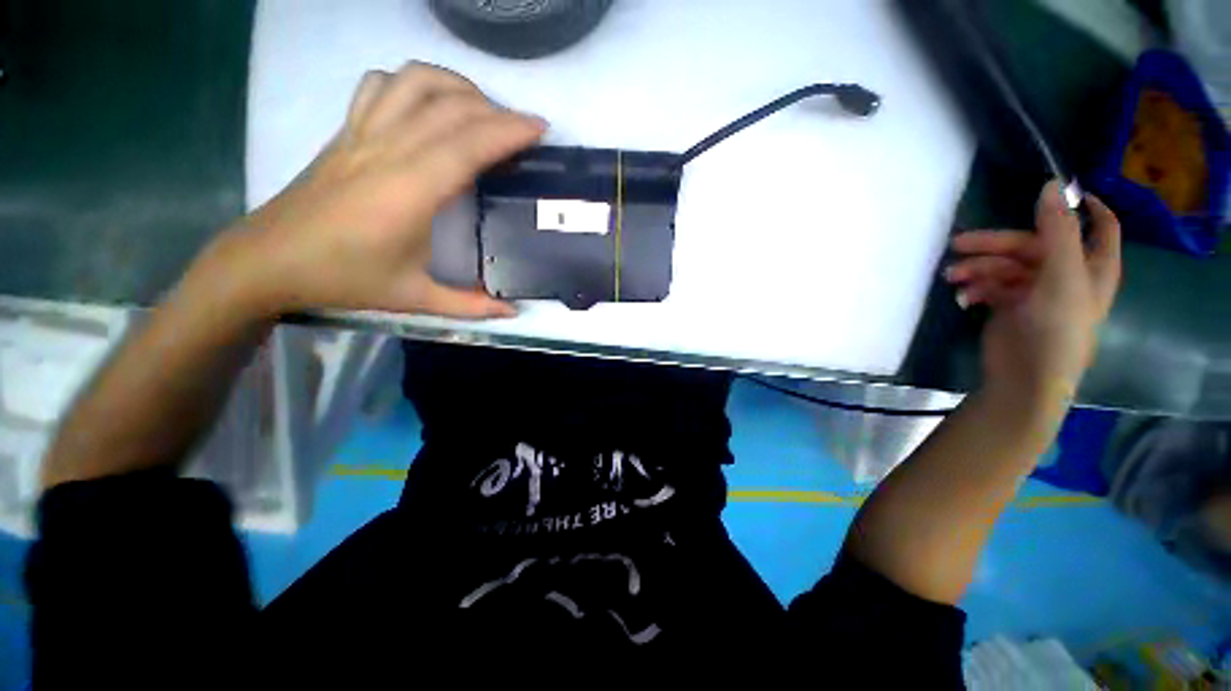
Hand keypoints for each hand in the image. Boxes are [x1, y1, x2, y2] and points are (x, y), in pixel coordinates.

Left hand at [223, 62, 544, 318]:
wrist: (269, 260)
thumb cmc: (344, 279)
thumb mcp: (415, 299)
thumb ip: (470, 307)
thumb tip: (513, 312)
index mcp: (410, 192)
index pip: (468, 145)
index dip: (508, 131)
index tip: (540, 128)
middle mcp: (388, 151)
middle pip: (450, 107)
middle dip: (497, 110)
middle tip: (524, 127)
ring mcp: (363, 133)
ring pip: (415, 82)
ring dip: (457, 86)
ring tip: (483, 109)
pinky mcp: (347, 131)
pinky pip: (381, 85)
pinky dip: (413, 83)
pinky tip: (429, 104)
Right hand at [945, 180, 1120, 398]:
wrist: (1025, 377)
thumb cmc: (1055, 327)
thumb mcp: (1061, 275)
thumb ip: (1057, 230)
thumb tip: (1052, 185)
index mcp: (1091, 265)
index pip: (1100, 226)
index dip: (1084, 206)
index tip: (1055, 190)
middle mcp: (1066, 275)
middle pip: (1032, 245)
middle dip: (995, 245)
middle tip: (958, 245)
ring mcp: (1036, 292)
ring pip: (1005, 267)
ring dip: (977, 269)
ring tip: (952, 278)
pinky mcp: (1010, 307)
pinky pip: (991, 287)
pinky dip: (975, 289)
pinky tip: (963, 297)